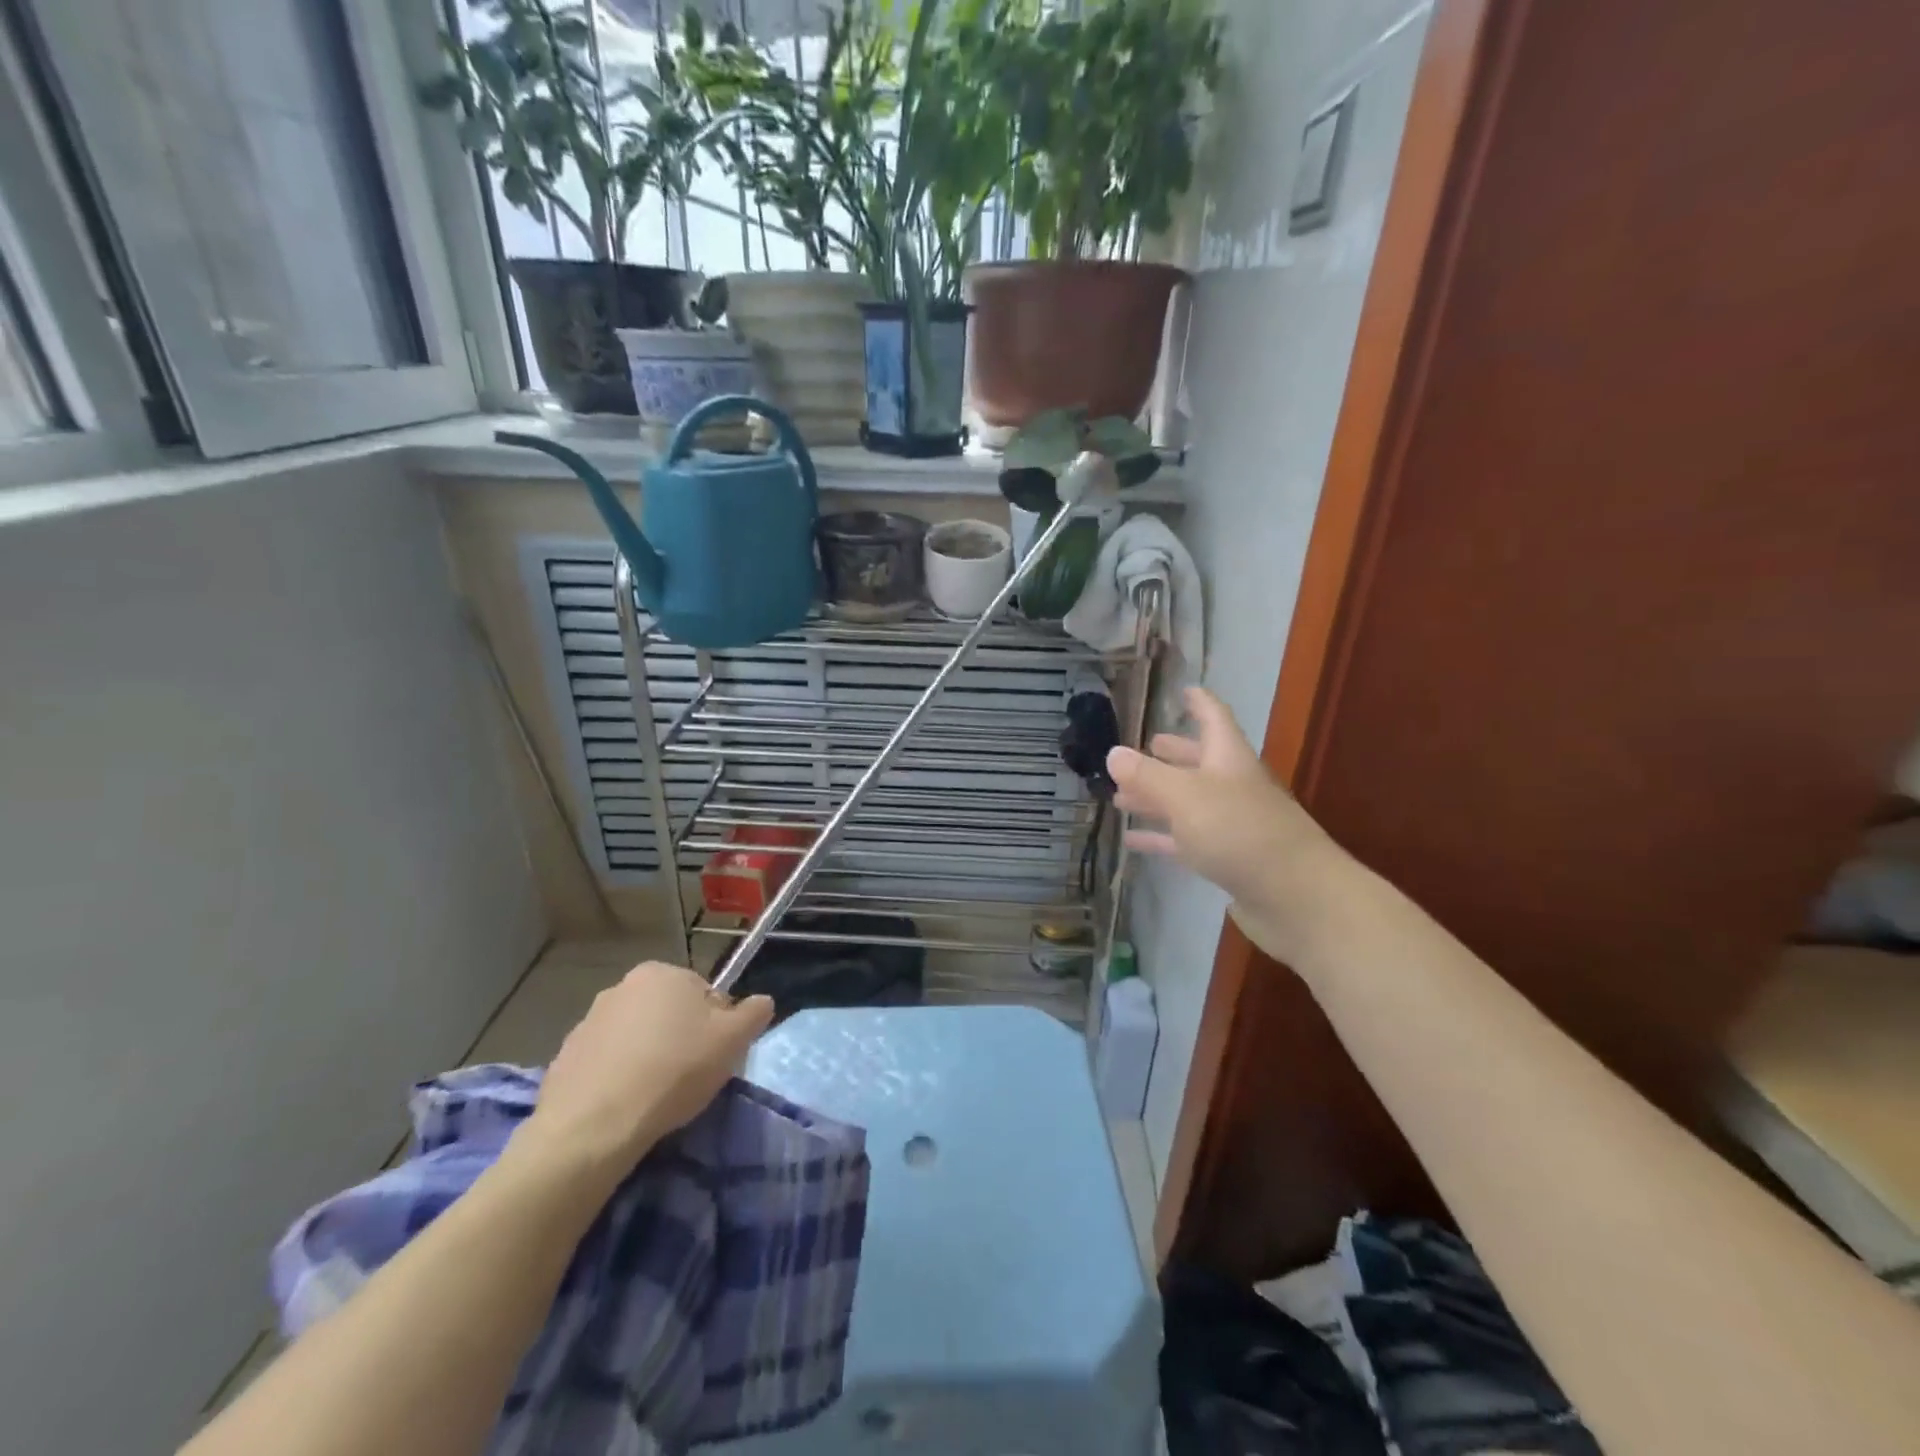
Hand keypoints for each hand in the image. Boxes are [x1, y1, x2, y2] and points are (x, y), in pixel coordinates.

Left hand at [514, 961, 773, 1189]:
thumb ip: (754, 1013)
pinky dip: (617, 1078)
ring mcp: (588, 1021)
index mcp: (663, 972)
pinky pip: (605, 1064)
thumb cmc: (673, 1071)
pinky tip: (625, 1107)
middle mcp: (622, 986)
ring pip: (636, 1038)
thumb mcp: (734, 1040)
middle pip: (669, 1013)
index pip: (705, 994)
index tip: (714, 1058)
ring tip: (655, 1097)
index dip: (716, 1027)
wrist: (592, 1127)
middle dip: (680, 1039)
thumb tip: (761, 1002)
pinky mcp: (564, 1058)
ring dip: (647, 1058)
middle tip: (689, 1078)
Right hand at [1108, 686, 1343, 962]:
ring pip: (1189, 802)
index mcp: (1229, 759)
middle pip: (1199, 762)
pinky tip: (1134, 840)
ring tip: (1121, 796)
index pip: (1214, 718)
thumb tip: (1113, 753)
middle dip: (1170, 754)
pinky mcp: (1229, 859)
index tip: (1183, 690)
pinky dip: (1161, 837)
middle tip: (1143, 747)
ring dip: (1157, 797)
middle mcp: (1233, 786)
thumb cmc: (1240, 832)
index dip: (1199, 703)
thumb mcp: (1184, 796)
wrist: (1295, 897)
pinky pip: (1187, 839)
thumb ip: (1147, 775)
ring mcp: (1233, 824)